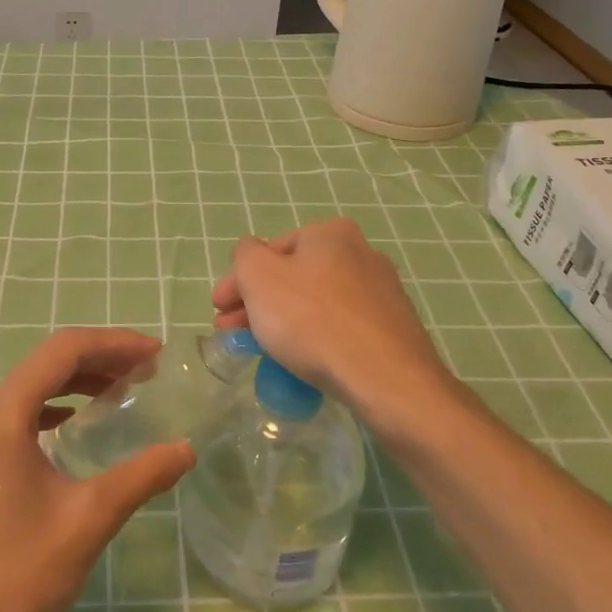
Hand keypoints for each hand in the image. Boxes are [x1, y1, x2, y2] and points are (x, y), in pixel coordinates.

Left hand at [0, 329, 195, 611]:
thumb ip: (141, 476)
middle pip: (46, 364)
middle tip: (147, 370)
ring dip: (78, 382)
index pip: (62, 352)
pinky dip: (56, 409)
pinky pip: (20, 417)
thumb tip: (186, 449)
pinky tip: (79, 426)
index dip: (113, 344)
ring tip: (123, 390)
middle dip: (99, 359)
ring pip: (32, 389)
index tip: (156, 353)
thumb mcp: (89, 520)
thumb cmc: (19, 577)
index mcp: (2, 416)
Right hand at [213, 219, 456, 437]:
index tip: (218, 311)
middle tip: (232, 334)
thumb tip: (252, 254)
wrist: (386, 379)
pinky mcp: (393, 328)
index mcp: (330, 233)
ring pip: (315, 302)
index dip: (237, 281)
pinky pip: (340, 327)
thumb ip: (245, 255)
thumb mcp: (259, 277)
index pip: (270, 250)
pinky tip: (303, 362)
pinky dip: (315, 338)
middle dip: (258, 304)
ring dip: (283, 321)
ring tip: (262, 351)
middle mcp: (361, 253)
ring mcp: (382, 292)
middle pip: (293, 277)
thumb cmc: (312, 320)